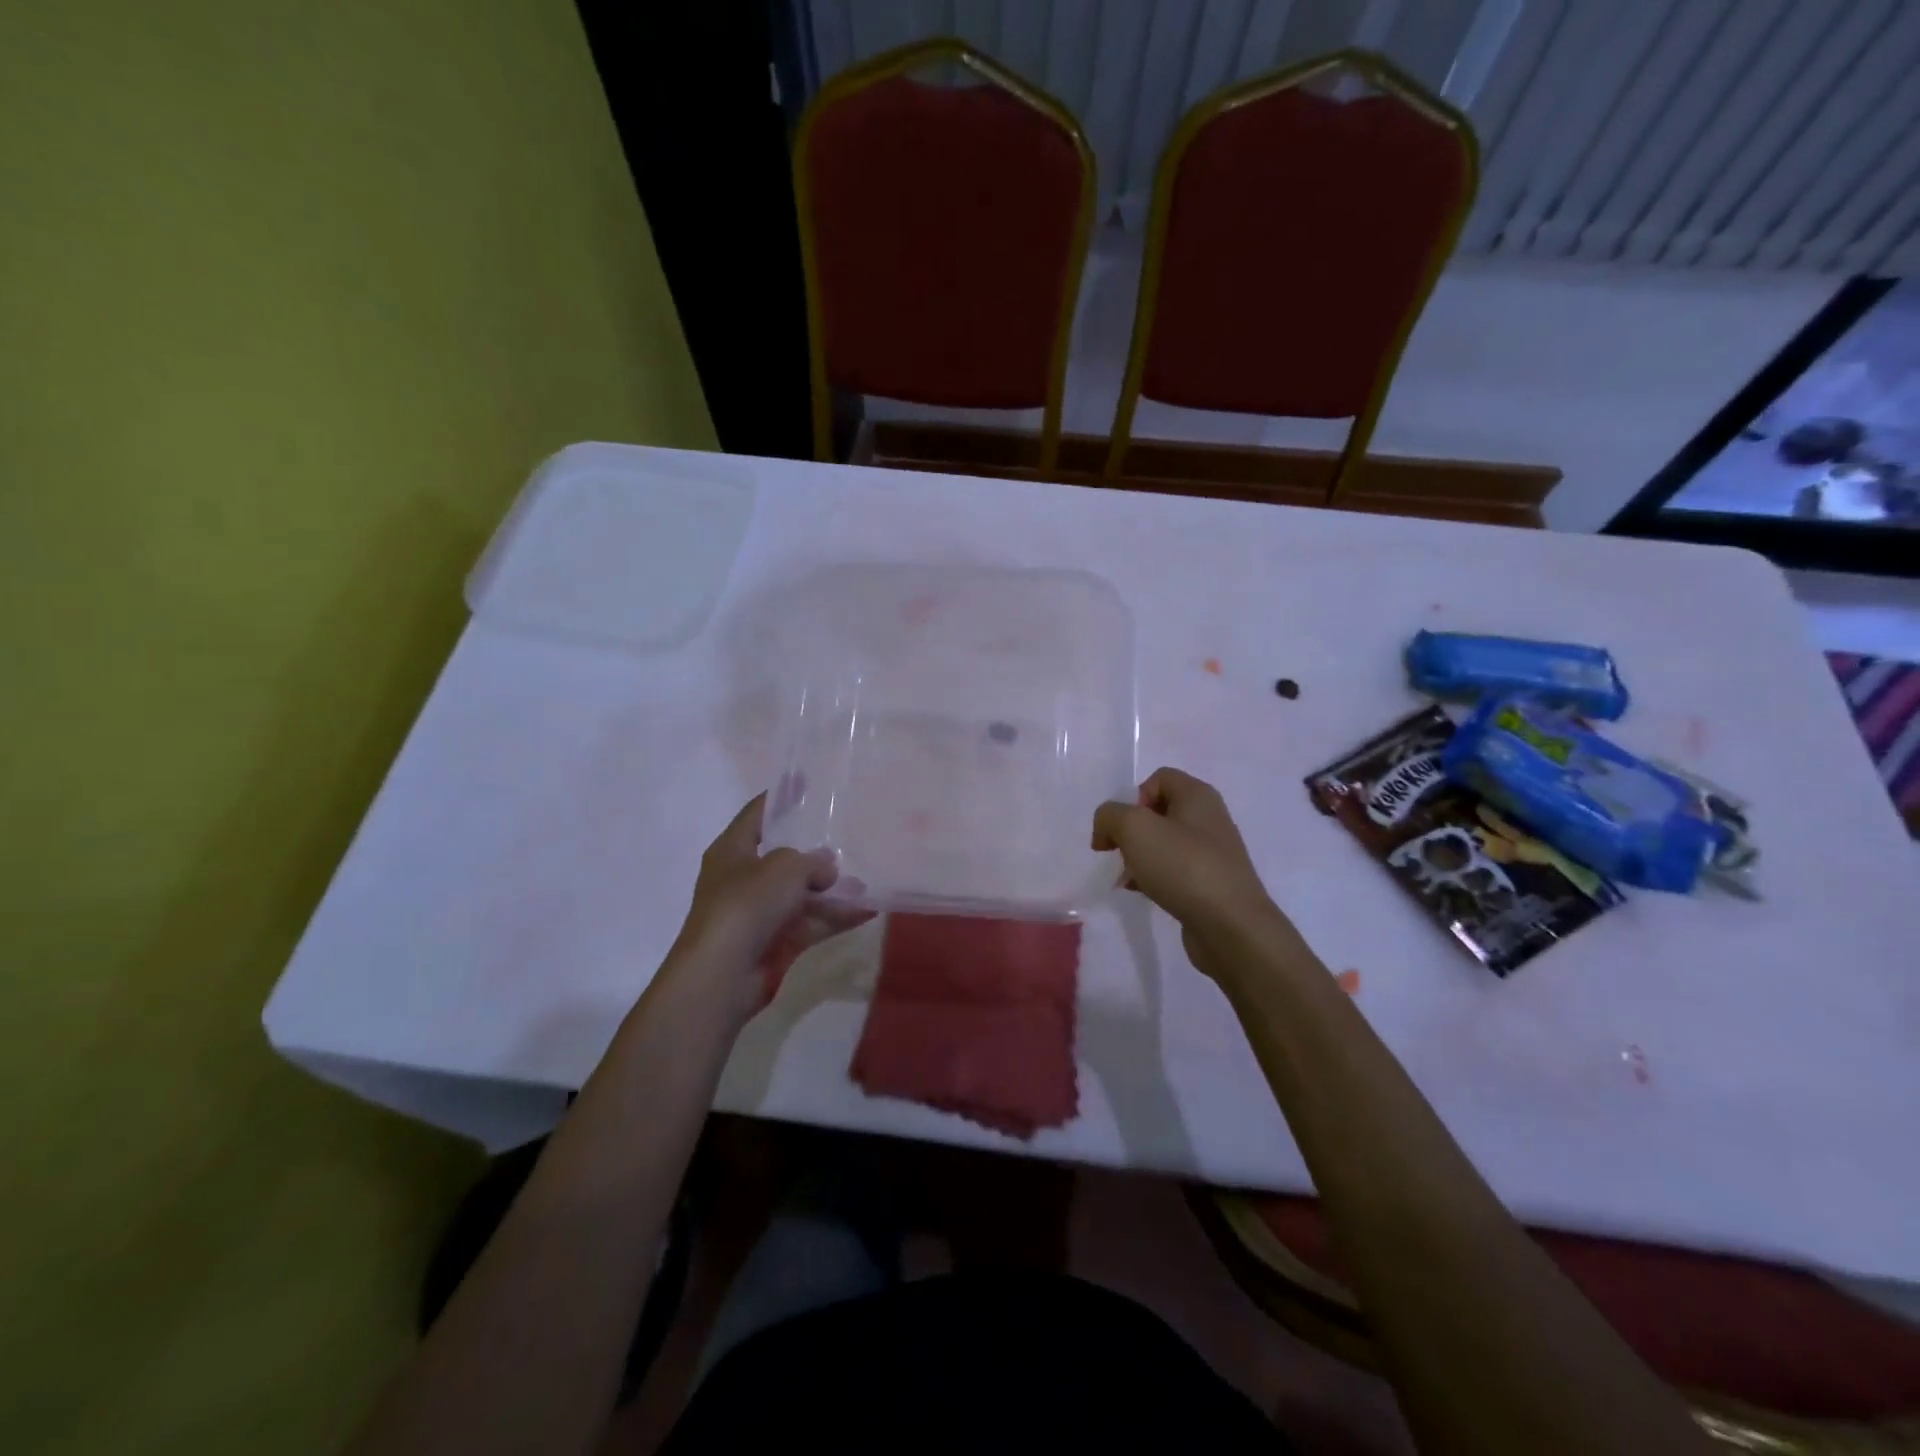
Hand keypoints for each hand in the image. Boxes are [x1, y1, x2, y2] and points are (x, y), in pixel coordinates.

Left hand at [666, 795, 871, 1024]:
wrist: (722, 974)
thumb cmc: (746, 904)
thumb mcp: (784, 868)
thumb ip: (811, 861)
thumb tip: (826, 867)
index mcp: (732, 851)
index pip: (756, 814)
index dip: (779, 798)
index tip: (803, 782)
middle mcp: (743, 879)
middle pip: (783, 857)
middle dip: (815, 851)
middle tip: (848, 834)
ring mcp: (760, 913)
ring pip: (802, 894)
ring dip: (832, 889)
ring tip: (868, 879)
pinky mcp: (776, 942)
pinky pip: (812, 922)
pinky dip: (836, 917)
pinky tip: (868, 909)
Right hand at [1092, 768, 1281, 976]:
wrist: (1231, 926)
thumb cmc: (1184, 866)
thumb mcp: (1134, 828)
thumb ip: (1110, 816)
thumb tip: (1107, 830)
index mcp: (1198, 795)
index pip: (1159, 778)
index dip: (1134, 798)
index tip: (1122, 828)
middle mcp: (1209, 819)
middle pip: (1159, 812)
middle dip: (1132, 830)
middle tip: (1120, 852)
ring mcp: (1212, 853)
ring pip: (1164, 844)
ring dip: (1139, 857)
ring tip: (1127, 878)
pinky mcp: (1210, 884)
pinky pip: (1174, 871)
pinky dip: (1153, 878)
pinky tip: (1142, 894)